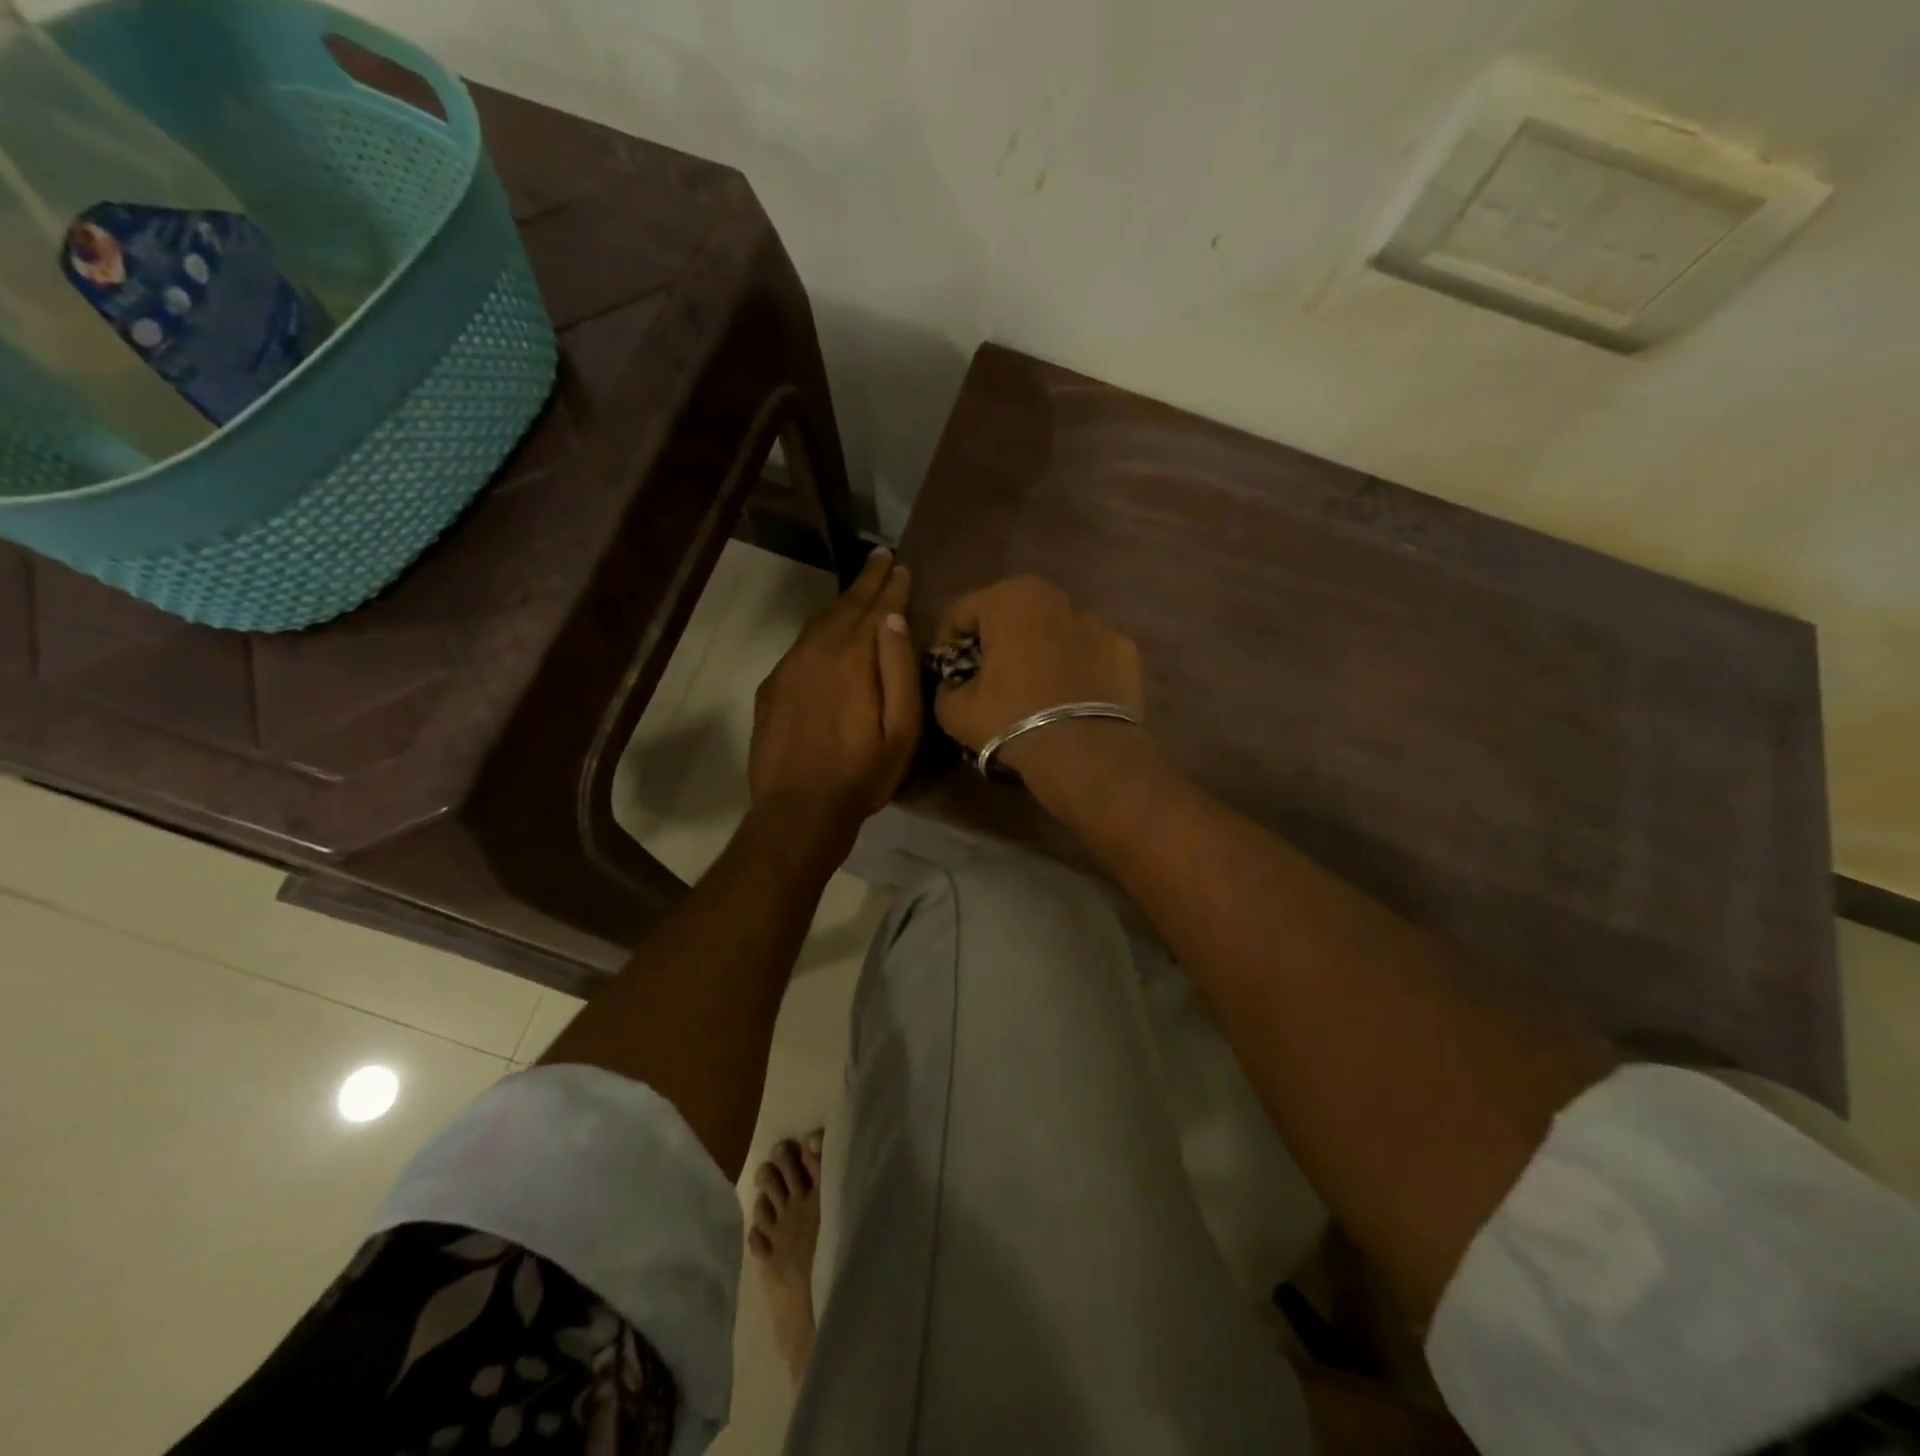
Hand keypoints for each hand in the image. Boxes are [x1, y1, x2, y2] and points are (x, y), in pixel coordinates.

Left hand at [748, 549, 920, 852]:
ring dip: (843, 603)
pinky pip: (801, 644)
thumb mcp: (901, 729)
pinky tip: (828, 632)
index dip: (891, 585)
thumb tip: (894, 618)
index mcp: (854, 657)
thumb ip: (899, 669)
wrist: (797, 809)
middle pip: (846, 606)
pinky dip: (820, 629)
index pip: (877, 608)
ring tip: (860, 588)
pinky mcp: (772, 685)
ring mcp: (789, 666)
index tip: (901, 565)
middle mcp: (818, 650)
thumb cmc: (862, 774)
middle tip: (882, 557)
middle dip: (867, 580)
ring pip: (820, 621)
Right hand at [933, 575, 1146, 784]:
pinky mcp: (1125, 648)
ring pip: (1053, 631)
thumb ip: (945, 687)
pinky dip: (1075, 667)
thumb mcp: (954, 711)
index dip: (946, 643)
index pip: (961, 612)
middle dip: (996, 641)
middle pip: (1010, 614)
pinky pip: (1087, 652)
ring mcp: (1097, 621)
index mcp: (1009, 599)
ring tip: (1033, 690)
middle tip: (988, 678)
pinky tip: (1069, 698)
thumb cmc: (1011, 720)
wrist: (1084, 753)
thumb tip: (954, 685)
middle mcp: (1055, 597)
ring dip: (1038, 651)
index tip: (947, 673)